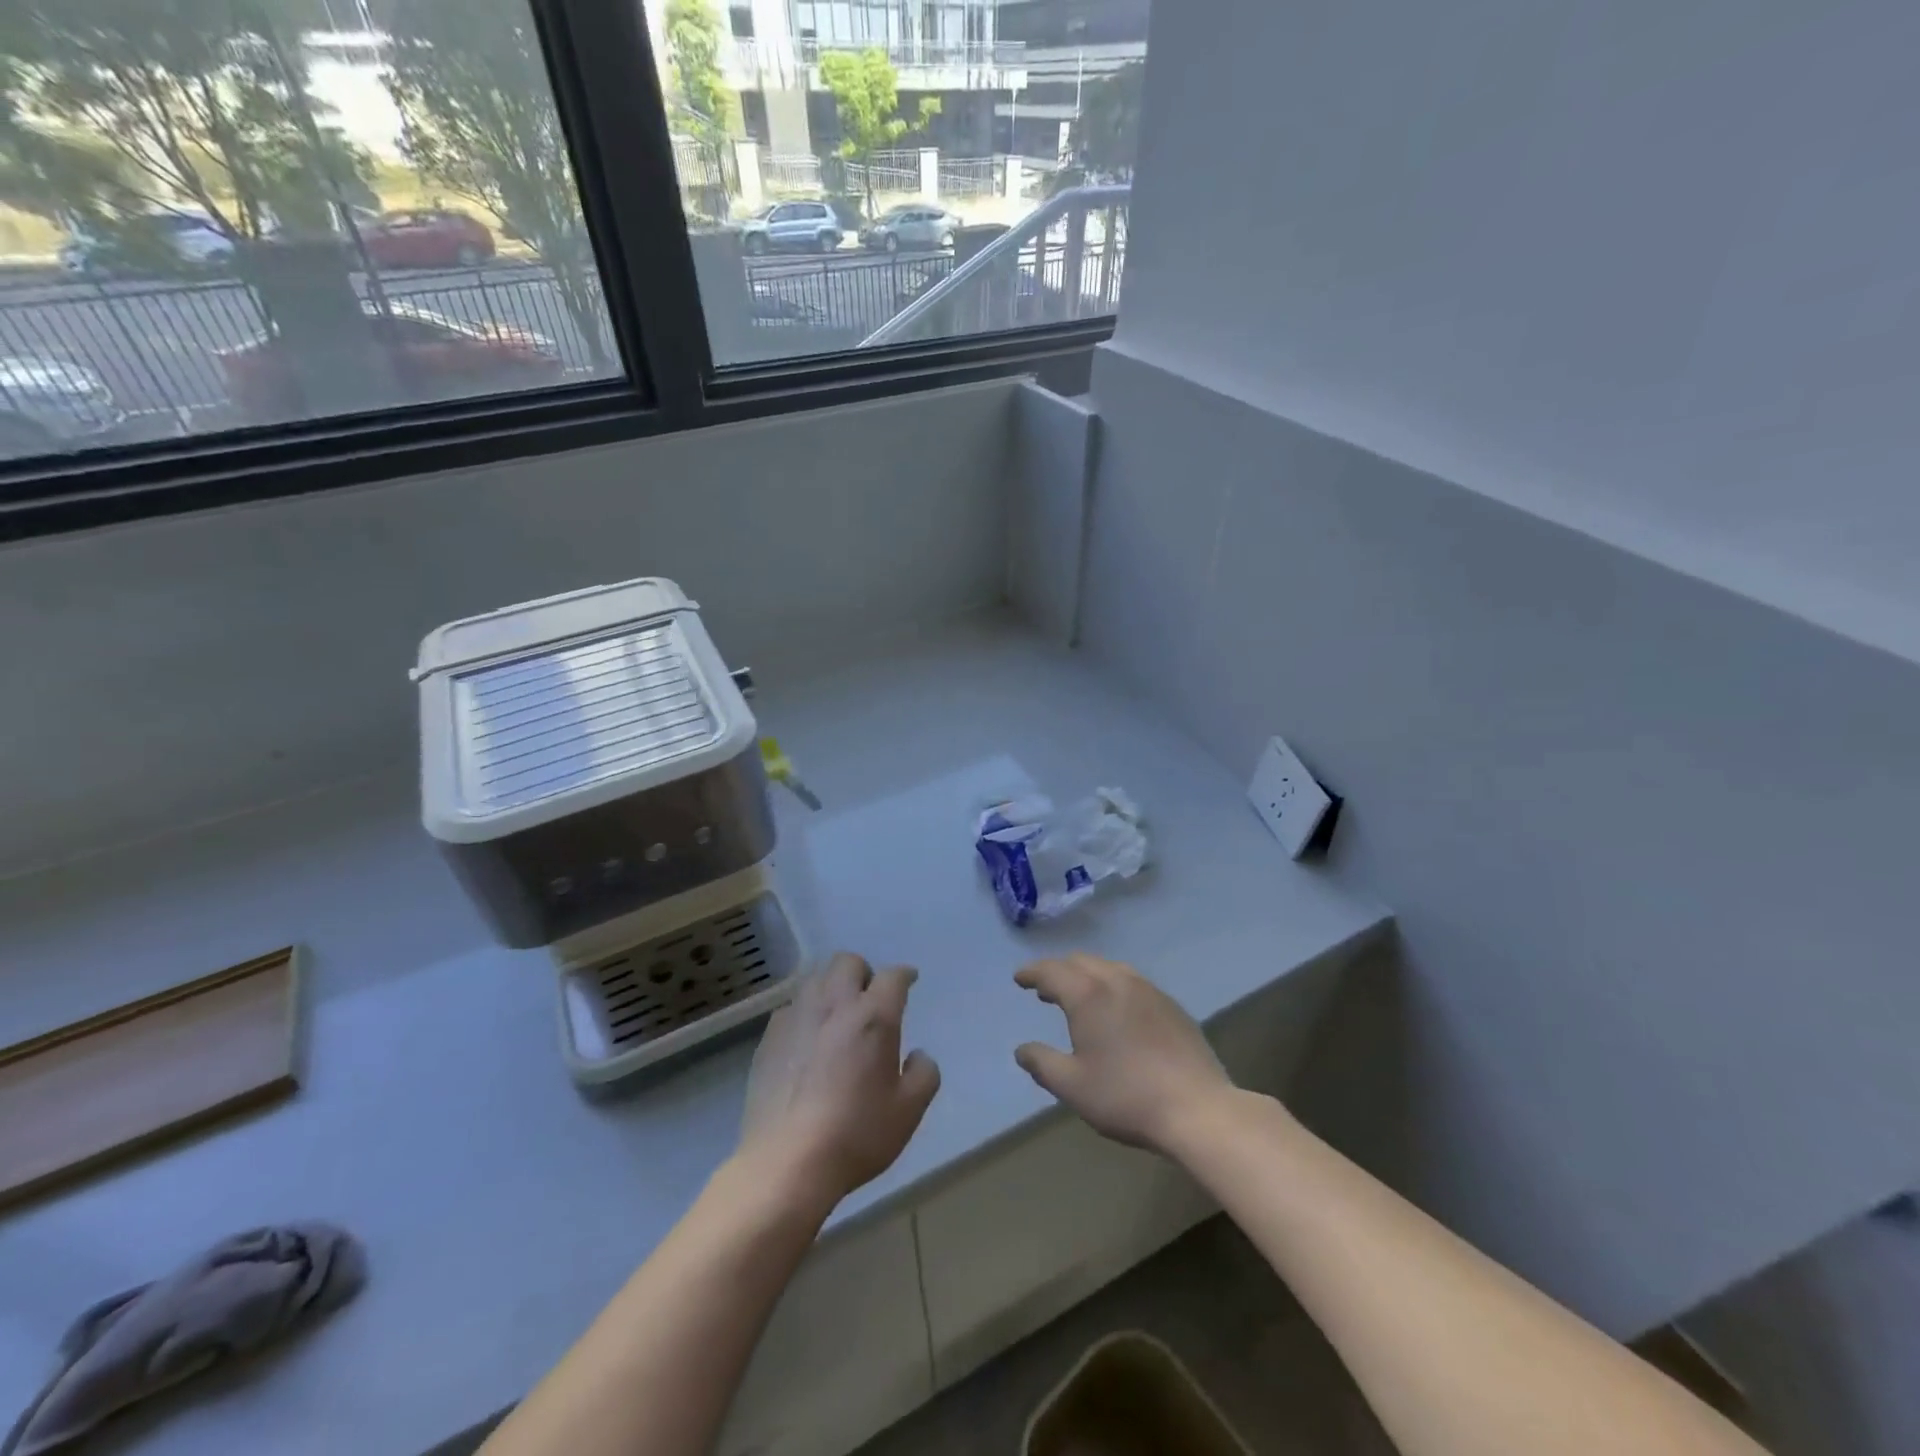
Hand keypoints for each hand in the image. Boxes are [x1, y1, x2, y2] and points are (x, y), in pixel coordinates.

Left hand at [738, 952, 940, 1211]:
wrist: (787, 1163)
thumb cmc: (856, 1134)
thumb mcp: (908, 1111)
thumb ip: (924, 1074)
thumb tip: (918, 1055)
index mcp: (873, 1017)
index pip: (893, 977)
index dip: (904, 975)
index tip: (909, 980)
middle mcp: (834, 1004)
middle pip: (848, 962)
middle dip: (864, 972)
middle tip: (869, 998)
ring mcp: (797, 1018)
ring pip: (815, 978)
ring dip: (832, 986)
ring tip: (837, 1013)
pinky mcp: (769, 1038)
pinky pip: (790, 1007)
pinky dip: (805, 1011)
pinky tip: (807, 1038)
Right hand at [1014, 953, 1232, 1152]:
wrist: (1197, 1108)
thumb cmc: (1126, 1096)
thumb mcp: (1073, 1086)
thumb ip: (1042, 1063)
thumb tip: (1022, 1050)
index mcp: (1088, 995)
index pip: (1051, 970)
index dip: (1032, 972)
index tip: (1019, 978)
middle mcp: (1117, 981)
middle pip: (1081, 962)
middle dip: (1059, 971)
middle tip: (1045, 990)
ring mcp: (1149, 990)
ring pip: (1110, 968)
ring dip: (1087, 976)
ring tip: (1080, 998)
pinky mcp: (1172, 1005)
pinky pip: (1133, 982)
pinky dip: (1113, 986)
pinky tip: (1117, 1012)